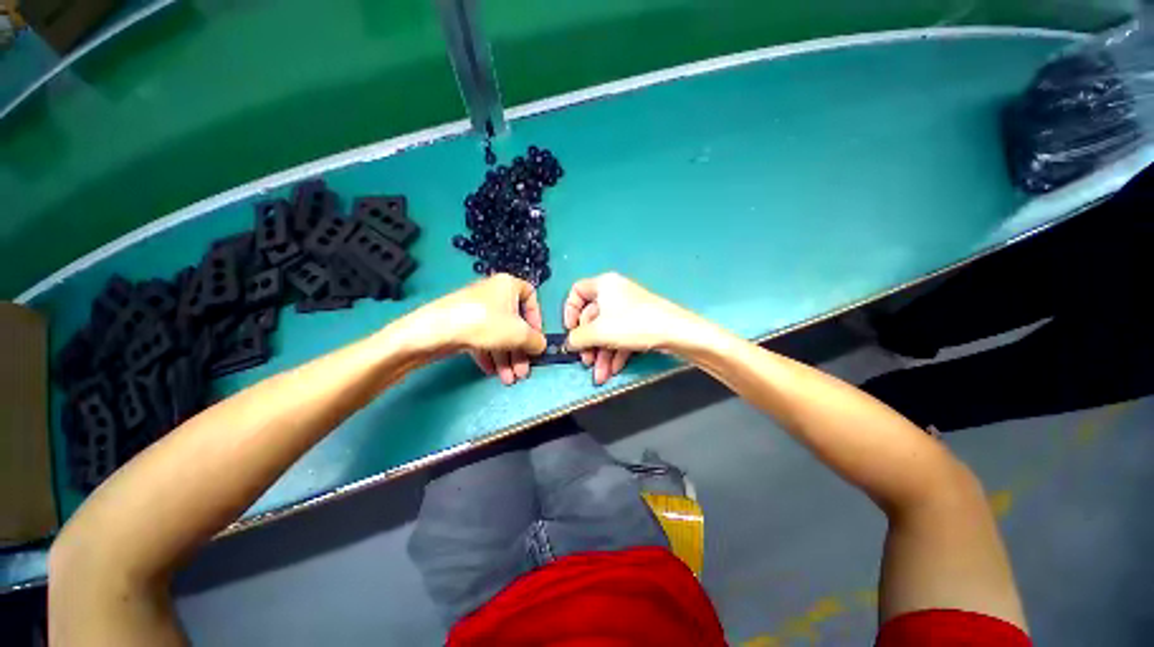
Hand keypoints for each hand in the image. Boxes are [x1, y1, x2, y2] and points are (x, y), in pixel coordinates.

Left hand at [402, 274, 546, 384]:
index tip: (536, 336)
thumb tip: (541, 345)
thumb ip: (536, 340)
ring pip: (498, 334)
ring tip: (509, 379)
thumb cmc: (485, 323)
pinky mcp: (462, 324)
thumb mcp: (519, 333)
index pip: (531, 296)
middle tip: (523, 371)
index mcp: (508, 285)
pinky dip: (490, 354)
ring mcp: (476, 309)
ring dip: (506, 357)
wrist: (436, 331)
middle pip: (514, 322)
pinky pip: (483, 338)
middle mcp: (493, 294)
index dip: (537, 318)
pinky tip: (492, 372)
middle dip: (520, 350)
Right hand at [563, 273, 702, 384]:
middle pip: (592, 318)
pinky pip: (620, 335)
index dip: (569, 311)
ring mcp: (628, 309)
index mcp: (603, 285)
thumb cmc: (632, 324)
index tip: (570, 330)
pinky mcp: (639, 322)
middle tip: (586, 361)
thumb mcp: (599, 332)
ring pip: (607, 330)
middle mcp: (615, 293)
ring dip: (601, 354)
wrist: (676, 332)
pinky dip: (615, 352)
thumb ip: (577, 337)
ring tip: (600, 375)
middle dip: (588, 343)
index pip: (577, 291)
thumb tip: (568, 344)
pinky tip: (614, 370)